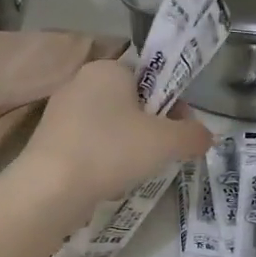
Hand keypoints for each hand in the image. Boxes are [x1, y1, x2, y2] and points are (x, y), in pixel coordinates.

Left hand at [17, 59, 212, 210]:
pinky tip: (109, 180)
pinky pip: (90, 143)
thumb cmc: (112, 151)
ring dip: (129, 145)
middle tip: (163, 153)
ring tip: (136, 171)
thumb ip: (193, 135)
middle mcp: (81, 81)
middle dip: (152, 127)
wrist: (51, 188)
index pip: (150, 76)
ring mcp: (60, 110)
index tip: (180, 130)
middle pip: (131, 101)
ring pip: (111, 125)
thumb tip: (206, 136)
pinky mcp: (49, 139)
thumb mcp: (167, 142)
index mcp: (108, 68)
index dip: (171, 102)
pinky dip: (104, 158)